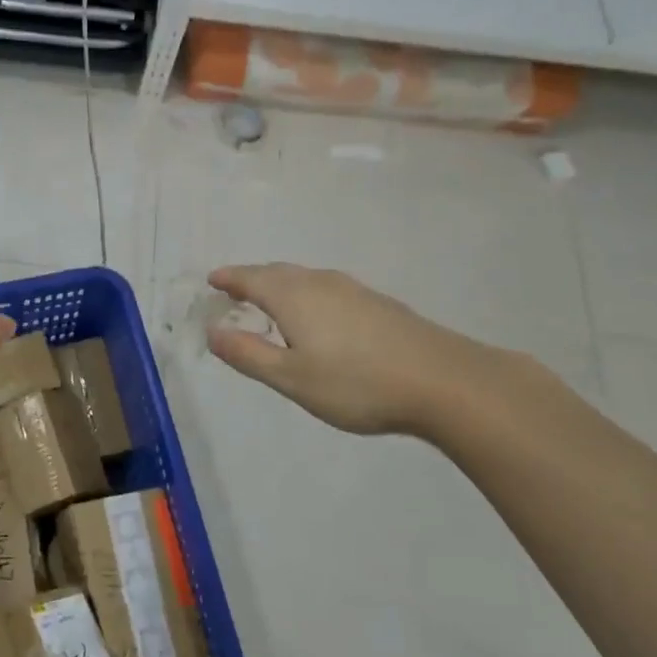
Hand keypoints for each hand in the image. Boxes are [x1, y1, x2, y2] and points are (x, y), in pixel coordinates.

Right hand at [206, 263, 499, 436]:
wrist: (444, 382)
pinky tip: (318, 317)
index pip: (250, 278)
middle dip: (252, 279)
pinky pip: (327, 289)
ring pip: (305, 279)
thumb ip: (248, 354)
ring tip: (269, 302)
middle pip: (277, 273)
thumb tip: (212, 331)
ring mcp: (353, 290)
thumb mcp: (291, 377)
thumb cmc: (357, 383)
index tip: (211, 280)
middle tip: (233, 291)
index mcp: (293, 296)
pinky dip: (307, 295)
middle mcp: (320, 283)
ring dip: (280, 286)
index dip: (228, 278)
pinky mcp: (378, 304)